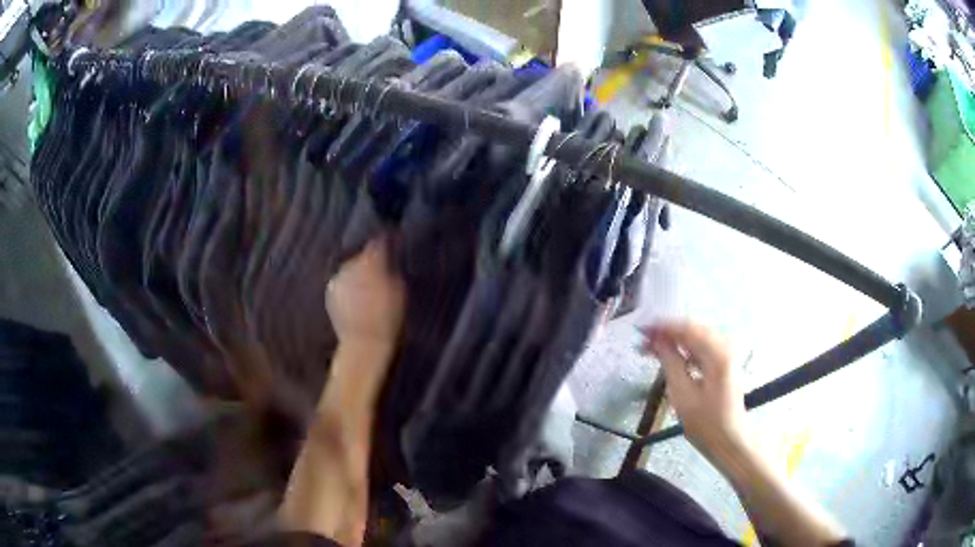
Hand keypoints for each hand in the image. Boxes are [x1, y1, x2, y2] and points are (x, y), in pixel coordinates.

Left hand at [326, 237, 405, 348]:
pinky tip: (356, 298)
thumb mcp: (400, 289)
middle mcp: (350, 264)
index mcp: (371, 261)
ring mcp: (338, 278)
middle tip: (380, 272)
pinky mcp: (330, 291)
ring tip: (367, 287)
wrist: (364, 343)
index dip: (385, 241)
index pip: (378, 241)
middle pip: (362, 255)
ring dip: (358, 273)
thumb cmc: (389, 317)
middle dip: (369, 260)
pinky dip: (348, 285)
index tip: (391, 243)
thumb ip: (392, 267)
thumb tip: (388, 256)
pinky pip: (342, 281)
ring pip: (350, 268)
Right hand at [641, 322, 750, 464]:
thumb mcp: (682, 394)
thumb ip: (670, 362)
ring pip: (696, 337)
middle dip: (667, 333)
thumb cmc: (706, 423)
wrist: (731, 441)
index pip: (687, 328)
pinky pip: (701, 347)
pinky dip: (683, 349)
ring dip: (674, 341)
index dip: (662, 327)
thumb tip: (657, 340)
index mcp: (717, 353)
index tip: (641, 330)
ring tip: (651, 349)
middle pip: (692, 329)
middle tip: (643, 341)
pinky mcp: (724, 363)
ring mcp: (726, 354)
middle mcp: (724, 347)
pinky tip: (670, 357)